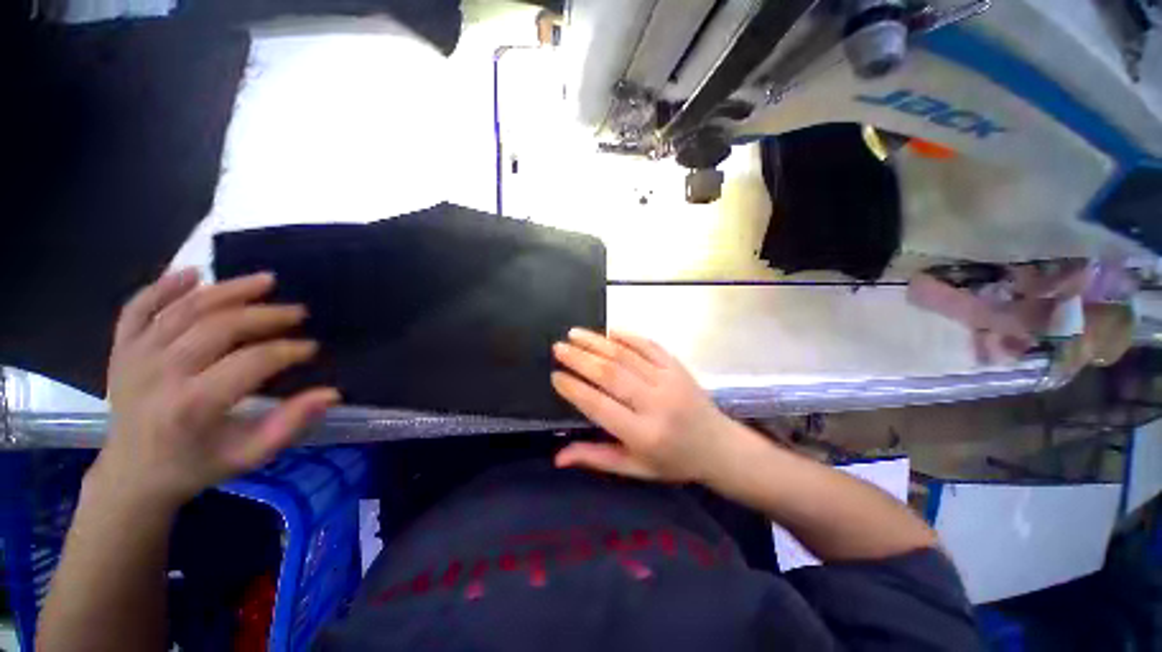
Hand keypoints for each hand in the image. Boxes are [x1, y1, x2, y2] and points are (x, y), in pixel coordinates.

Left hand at [93, 269, 339, 507]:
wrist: (132, 475)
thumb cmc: (196, 466)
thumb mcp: (249, 455)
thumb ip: (290, 424)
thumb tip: (331, 393)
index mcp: (194, 405)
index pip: (251, 362)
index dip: (288, 350)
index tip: (312, 348)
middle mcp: (161, 374)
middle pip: (219, 327)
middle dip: (266, 315)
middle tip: (298, 312)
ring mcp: (136, 357)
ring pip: (184, 309)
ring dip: (228, 290)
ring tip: (265, 280)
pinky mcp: (122, 349)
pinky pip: (138, 307)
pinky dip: (164, 286)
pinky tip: (193, 273)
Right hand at [551, 328, 734, 482]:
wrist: (719, 446)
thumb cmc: (673, 462)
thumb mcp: (634, 468)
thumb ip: (596, 458)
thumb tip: (558, 457)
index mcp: (643, 434)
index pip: (599, 405)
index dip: (574, 389)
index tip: (555, 376)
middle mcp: (655, 403)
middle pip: (611, 374)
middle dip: (580, 359)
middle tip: (558, 348)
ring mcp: (669, 380)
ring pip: (626, 355)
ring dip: (597, 342)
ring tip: (574, 333)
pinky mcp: (677, 366)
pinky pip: (649, 345)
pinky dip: (627, 336)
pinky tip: (608, 331)